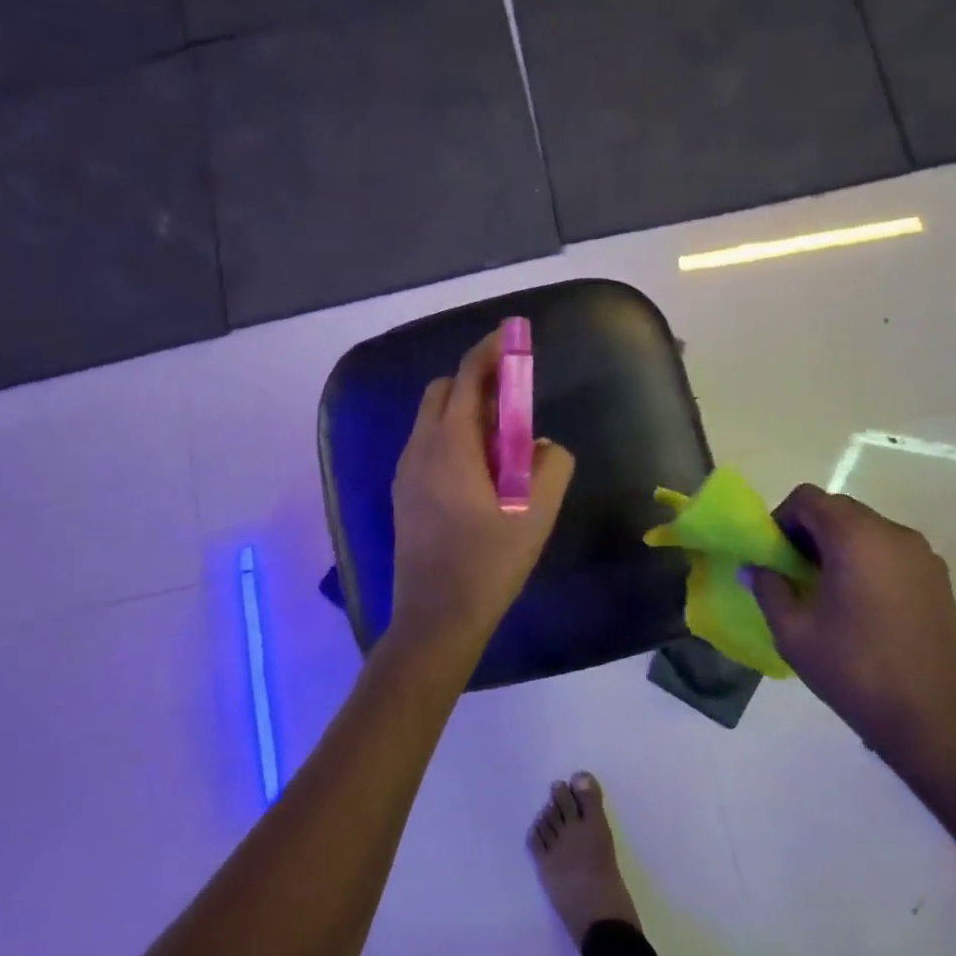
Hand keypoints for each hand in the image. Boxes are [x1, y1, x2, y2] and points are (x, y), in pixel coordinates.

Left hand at [388, 327, 574, 649]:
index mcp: (450, 446)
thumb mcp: (536, 515)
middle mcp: (420, 449)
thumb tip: (545, 445)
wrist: (436, 619)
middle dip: (478, 382)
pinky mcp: (403, 495)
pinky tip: (479, 472)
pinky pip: (427, 444)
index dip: (490, 351)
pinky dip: (452, 436)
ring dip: (465, 411)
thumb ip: (551, 466)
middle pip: (444, 391)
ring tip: (502, 442)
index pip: (467, 378)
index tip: (512, 336)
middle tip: (515, 401)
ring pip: (432, 419)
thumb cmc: (489, 564)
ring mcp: (405, 472)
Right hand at [751, 484, 955, 766]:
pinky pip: (890, 550)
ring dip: (838, 545)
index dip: (781, 519)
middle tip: (792, 572)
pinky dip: (866, 560)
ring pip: (866, 528)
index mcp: (855, 538)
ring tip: (825, 590)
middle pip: (838, 509)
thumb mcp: (793, 632)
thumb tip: (755, 568)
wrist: (931, 718)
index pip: (808, 498)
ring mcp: (922, 554)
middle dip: (808, 532)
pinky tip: (859, 603)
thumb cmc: (854, 670)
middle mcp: (893, 533)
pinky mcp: (938, 577)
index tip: (773, 555)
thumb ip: (768, 589)